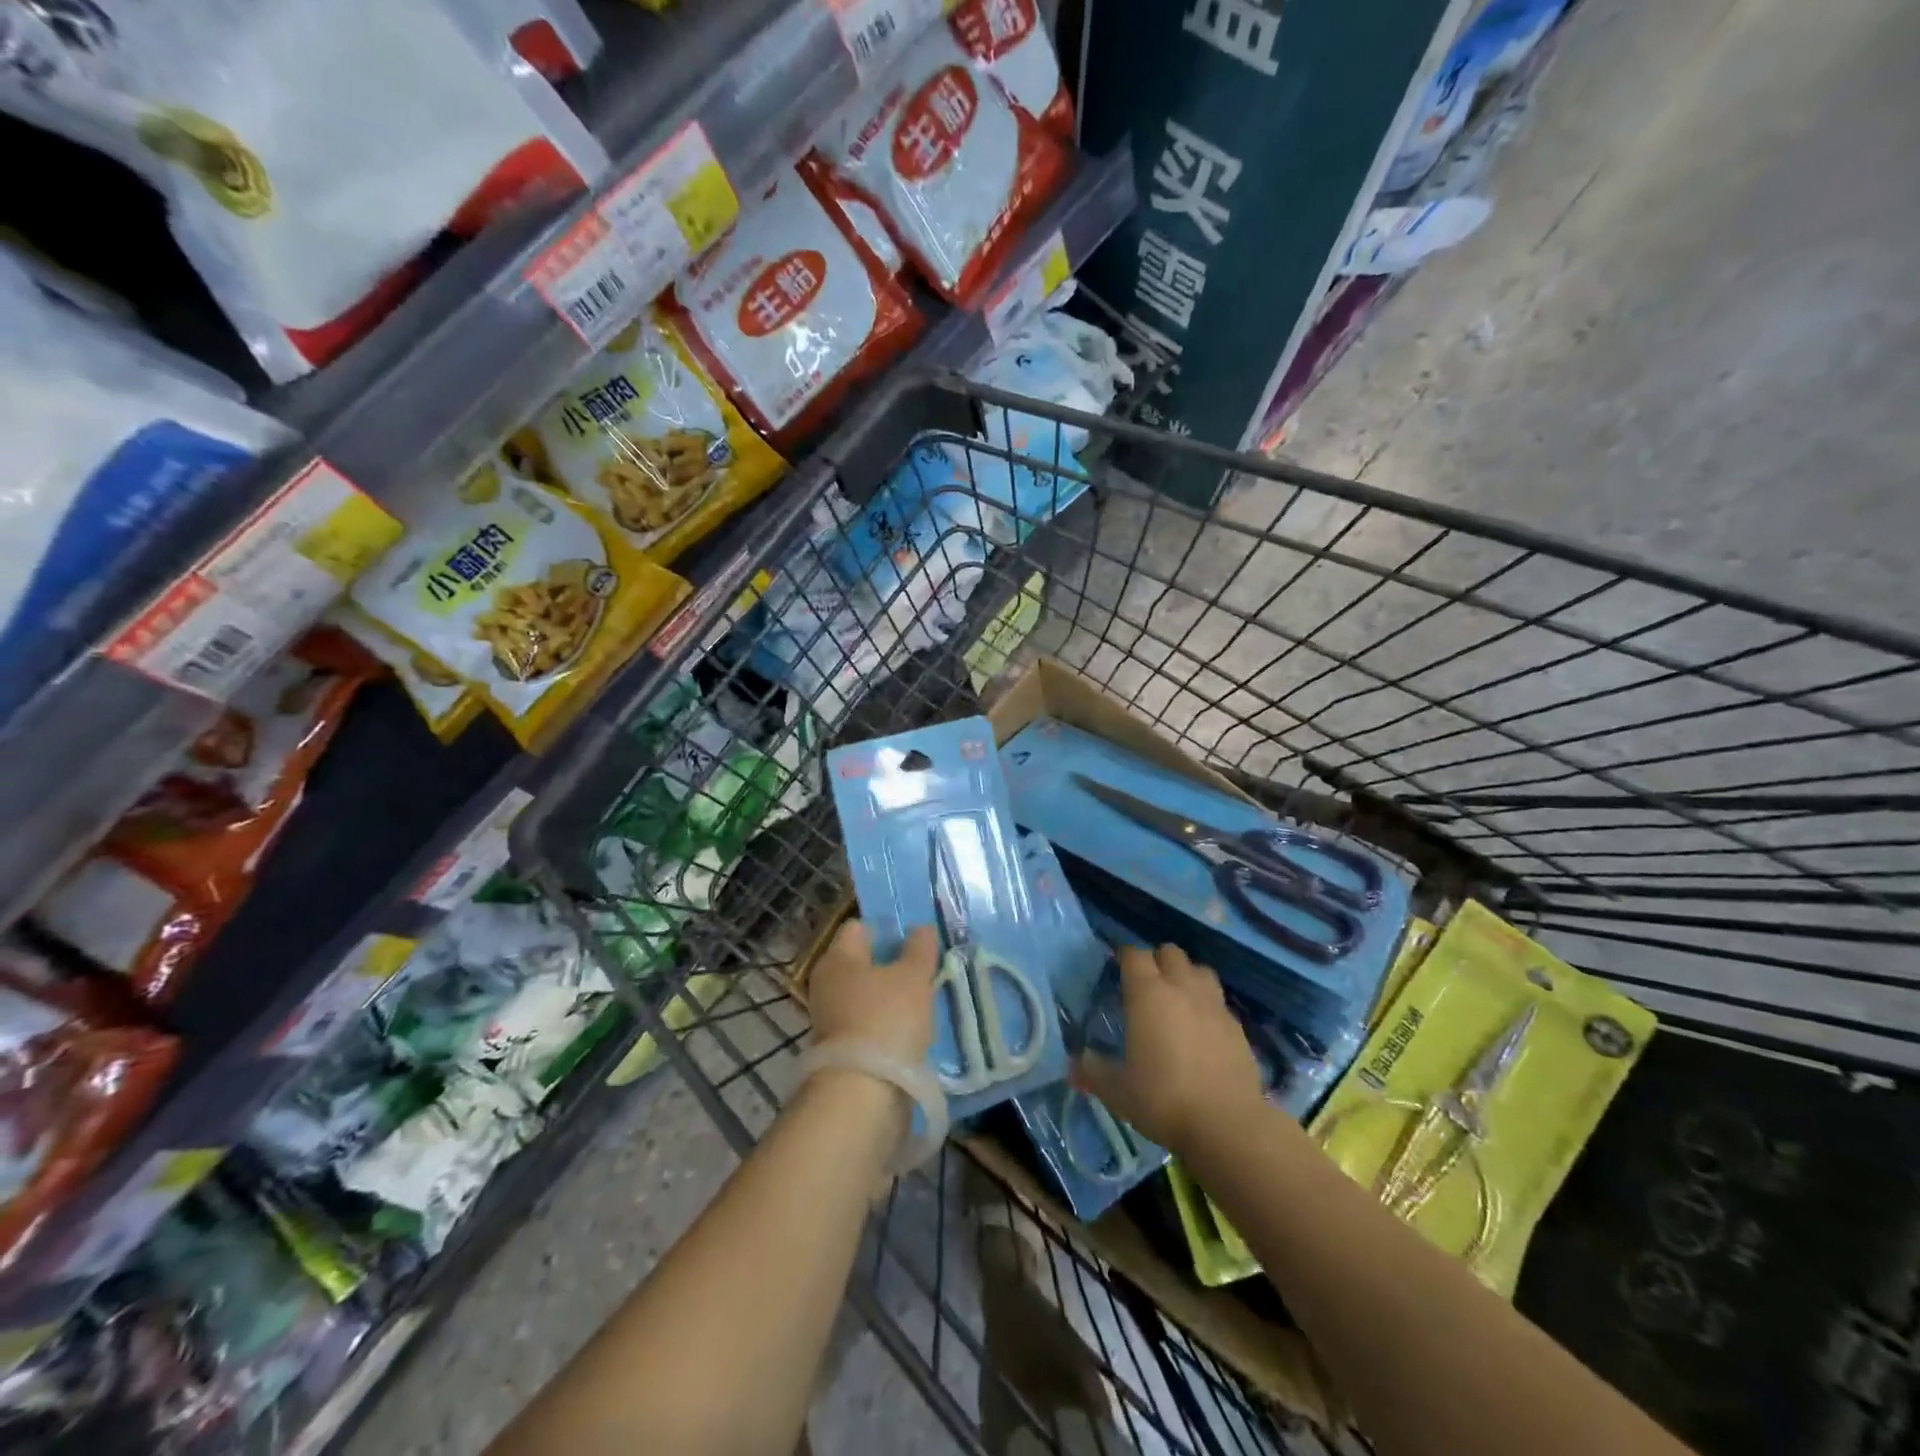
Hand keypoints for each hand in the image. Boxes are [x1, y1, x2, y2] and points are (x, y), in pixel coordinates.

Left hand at [807, 920, 938, 1066]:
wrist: (863, 1093)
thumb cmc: (887, 1019)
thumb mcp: (914, 976)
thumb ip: (919, 948)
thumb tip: (921, 928)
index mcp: (837, 957)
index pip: (860, 927)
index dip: (888, 928)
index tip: (915, 939)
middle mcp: (827, 983)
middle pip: (863, 962)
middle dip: (892, 964)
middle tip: (923, 969)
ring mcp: (831, 1018)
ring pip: (867, 994)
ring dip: (890, 996)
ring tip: (922, 1001)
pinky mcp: (841, 1048)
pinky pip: (868, 1022)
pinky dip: (886, 1023)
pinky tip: (909, 1030)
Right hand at [1073, 943, 1266, 1154]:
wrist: (1227, 1124)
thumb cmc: (1163, 1099)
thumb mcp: (1117, 1091)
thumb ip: (1093, 1071)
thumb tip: (1073, 1064)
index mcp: (1148, 994)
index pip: (1134, 954)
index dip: (1124, 956)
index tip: (1117, 967)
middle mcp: (1182, 989)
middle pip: (1170, 952)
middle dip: (1157, 960)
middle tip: (1146, 984)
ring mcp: (1214, 1005)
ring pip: (1200, 970)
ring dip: (1187, 976)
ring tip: (1178, 999)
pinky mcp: (1238, 1027)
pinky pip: (1219, 1001)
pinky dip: (1208, 1006)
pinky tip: (1202, 1029)